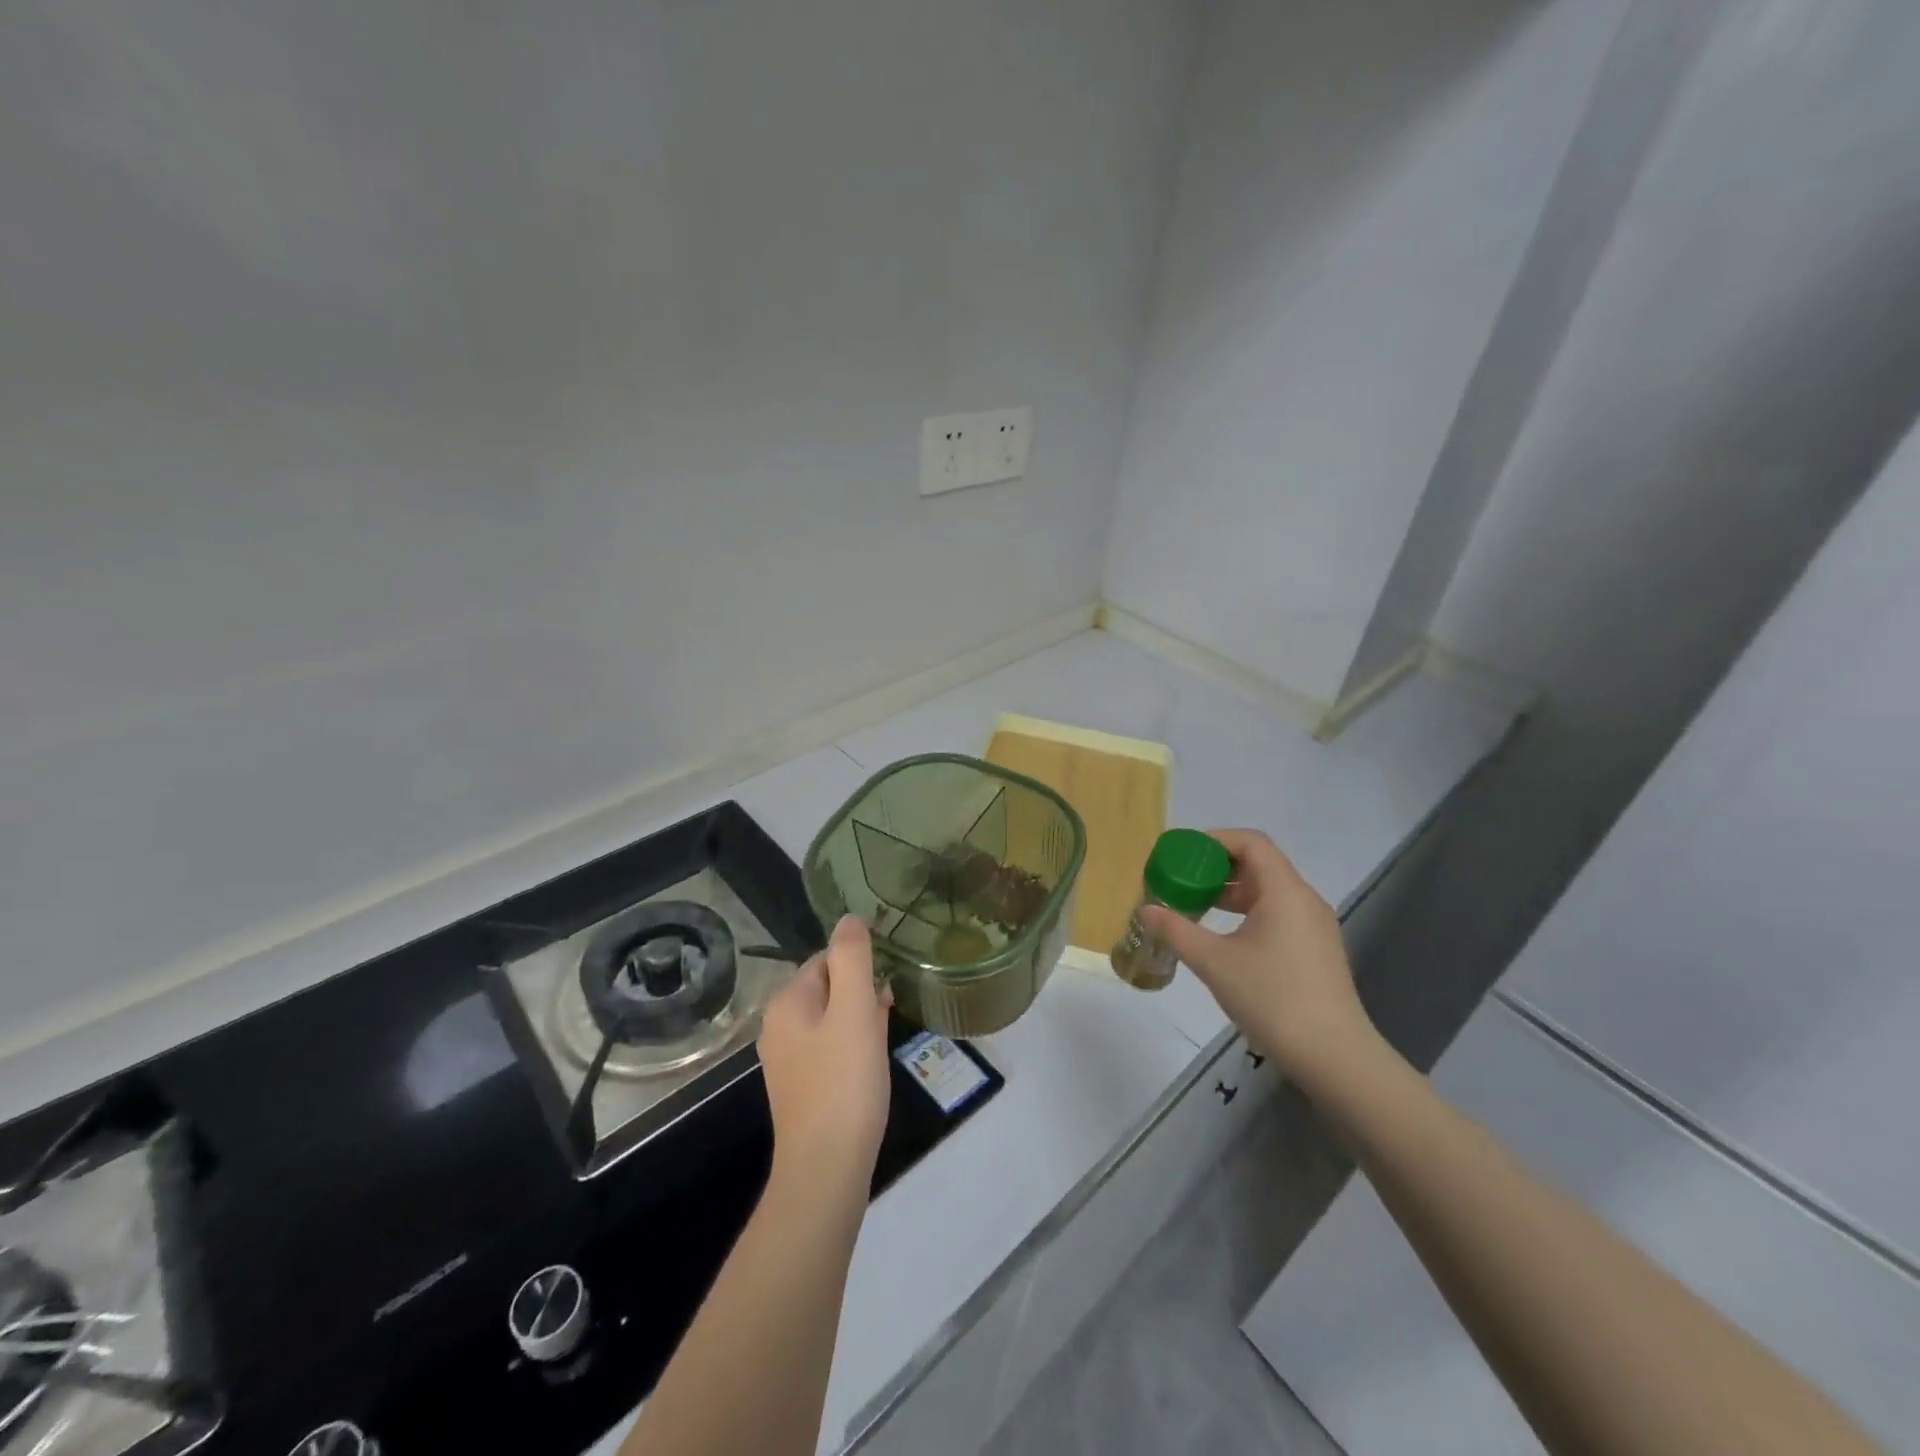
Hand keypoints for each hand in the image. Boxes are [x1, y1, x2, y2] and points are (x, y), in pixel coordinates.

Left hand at [757, 915, 892, 1191]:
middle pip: (827, 987)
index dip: (860, 967)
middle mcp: (778, 1025)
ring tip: (883, 1038)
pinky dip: (851, 1046)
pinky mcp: (799, 1086)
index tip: (884, 989)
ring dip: (859, 1020)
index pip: (826, 958)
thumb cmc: (844, 1081)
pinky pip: (828, 1048)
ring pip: (830, 1019)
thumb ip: (852, 958)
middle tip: (887, 1014)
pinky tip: (869, 1065)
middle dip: (860, 994)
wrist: (825, 1168)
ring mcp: (786, 1059)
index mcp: (786, 1001)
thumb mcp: (854, 1009)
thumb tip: (849, 918)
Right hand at [1140, 829, 1375, 1088]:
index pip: (1250, 842)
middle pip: (1259, 864)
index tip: (1182, 855)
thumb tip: (1147, 910)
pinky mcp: (1316, 949)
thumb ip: (1177, 930)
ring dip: (1231, 893)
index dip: (1214, 840)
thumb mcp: (1214, 962)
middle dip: (1217, 868)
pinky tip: (1225, 938)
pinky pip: (1278, 913)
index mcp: (1284, 891)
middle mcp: (1304, 899)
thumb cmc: (1273, 999)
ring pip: (1268, 891)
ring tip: (1196, 908)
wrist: (1335, 1057)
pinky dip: (1248, 913)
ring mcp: (1314, 926)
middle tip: (1181, 882)